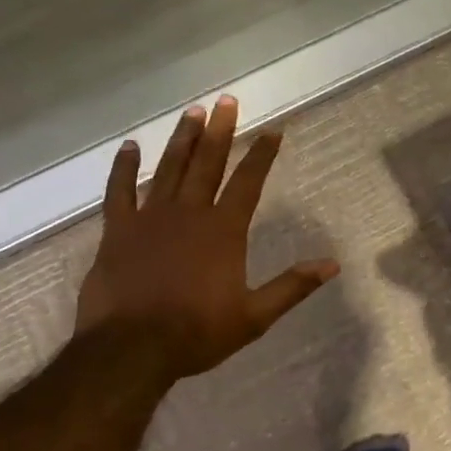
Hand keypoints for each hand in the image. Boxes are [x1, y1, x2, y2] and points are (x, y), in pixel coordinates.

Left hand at [75, 96, 338, 381]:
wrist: (131, 349)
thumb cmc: (197, 333)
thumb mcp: (254, 316)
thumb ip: (292, 286)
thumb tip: (332, 264)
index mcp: (224, 231)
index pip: (248, 183)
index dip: (262, 155)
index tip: (272, 130)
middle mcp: (189, 213)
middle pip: (207, 163)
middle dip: (220, 131)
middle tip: (227, 100)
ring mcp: (150, 218)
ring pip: (169, 168)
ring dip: (182, 139)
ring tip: (192, 112)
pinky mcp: (118, 231)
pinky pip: (120, 191)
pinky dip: (124, 168)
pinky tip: (129, 148)